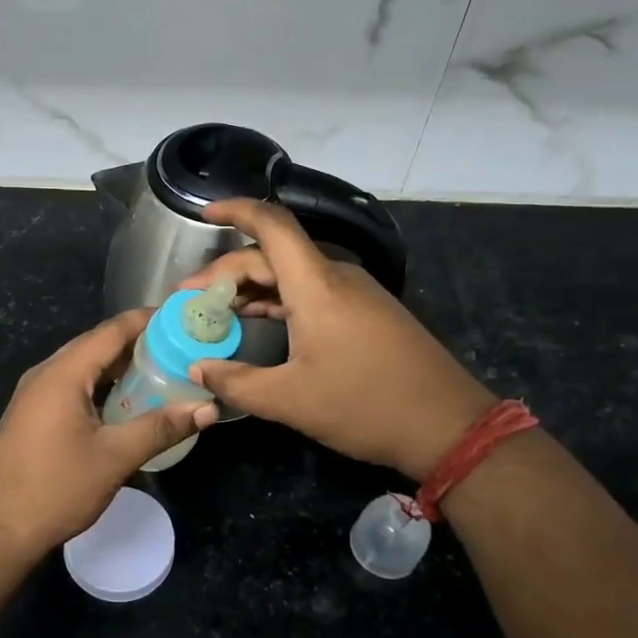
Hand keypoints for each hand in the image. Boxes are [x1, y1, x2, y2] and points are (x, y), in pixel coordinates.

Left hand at [0, 307, 218, 553]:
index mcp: (63, 373)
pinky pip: (71, 385)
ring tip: (161, 369)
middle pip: (96, 344)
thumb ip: (161, 427)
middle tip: (179, 346)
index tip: (182, 318)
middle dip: (138, 342)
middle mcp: (45, 373)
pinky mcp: (32, 414)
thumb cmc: (56, 489)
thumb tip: (207, 408)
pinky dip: (101, 384)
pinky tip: (125, 400)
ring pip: (83, 366)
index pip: (111, 331)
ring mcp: (34, 394)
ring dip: (119, 365)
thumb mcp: (115, 457)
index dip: (147, 320)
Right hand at [177, 199, 494, 480]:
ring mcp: (354, 294)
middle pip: (272, 254)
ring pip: (291, 274)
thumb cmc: (365, 405)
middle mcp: (335, 277)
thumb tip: (198, 369)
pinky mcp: (365, 312)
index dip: (235, 210)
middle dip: (227, 272)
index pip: (271, 225)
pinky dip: (277, 300)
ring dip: (251, 287)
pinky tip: (256, 321)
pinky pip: (311, 292)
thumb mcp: (290, 400)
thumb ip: (236, 382)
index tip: (202, 214)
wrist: (448, 426)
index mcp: (316, 285)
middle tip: (190, 300)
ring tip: (215, 311)